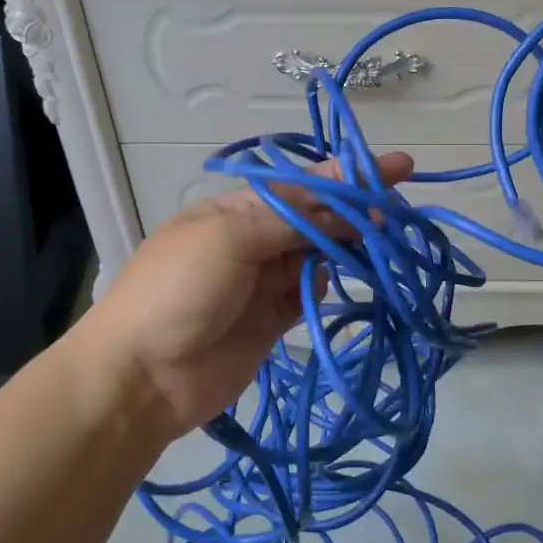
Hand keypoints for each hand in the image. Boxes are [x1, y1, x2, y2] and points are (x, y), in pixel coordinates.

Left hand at [76, 153, 414, 438]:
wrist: (142, 377)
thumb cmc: (178, 291)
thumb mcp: (228, 238)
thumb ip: (289, 221)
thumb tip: (341, 211)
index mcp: (237, 209)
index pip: (303, 184)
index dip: (350, 174)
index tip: (400, 166)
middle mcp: (254, 239)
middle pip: (317, 218)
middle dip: (354, 211)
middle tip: (395, 213)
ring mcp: (263, 281)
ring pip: (319, 254)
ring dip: (345, 248)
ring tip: (373, 247)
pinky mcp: (273, 321)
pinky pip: (309, 294)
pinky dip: (321, 287)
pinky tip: (320, 288)